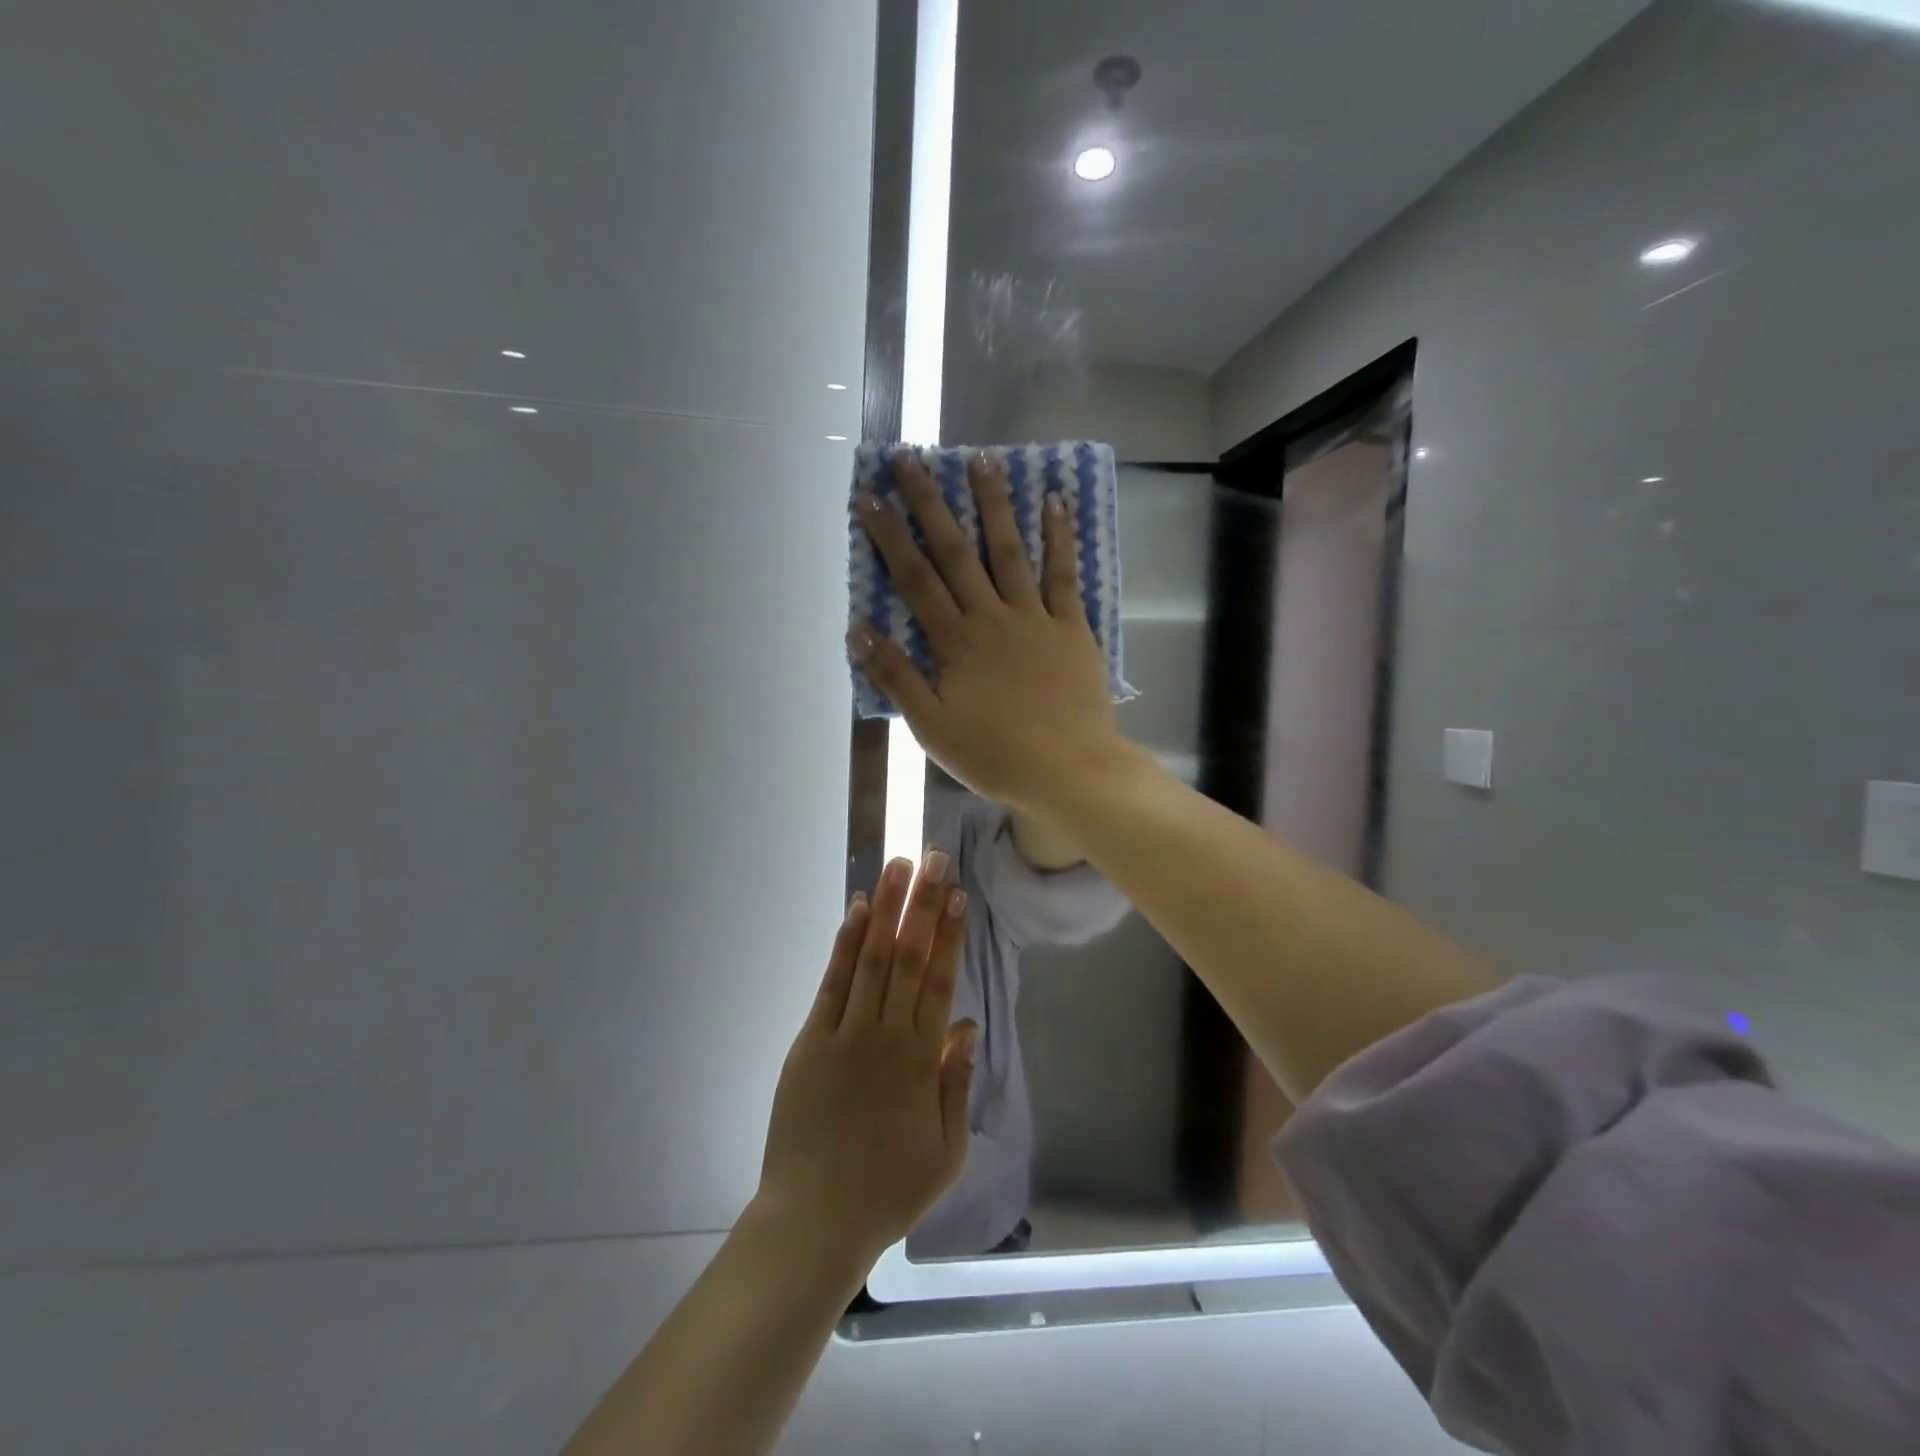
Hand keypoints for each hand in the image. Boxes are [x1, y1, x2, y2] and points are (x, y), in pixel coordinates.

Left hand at [756, 852, 976, 1267]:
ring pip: (871, 958)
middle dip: (922, 904)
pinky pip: (832, 983)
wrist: (814, 1221)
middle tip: (933, 858)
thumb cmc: (888, 1190)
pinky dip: (846, 944)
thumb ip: (957, 1083)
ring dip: (886, 909)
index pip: (939, 981)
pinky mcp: (810, 1040)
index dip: (949, 934)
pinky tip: (857, 911)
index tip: (957, 894)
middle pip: (908, 957)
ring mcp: (844, 1033)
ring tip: (898, 866)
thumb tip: (967, 1025)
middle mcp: (885, 1035)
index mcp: (921, 1060)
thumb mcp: (946, 1151)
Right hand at [851, 452, 1134, 816]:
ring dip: (993, 504)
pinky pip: (1064, 574)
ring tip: (980, 459)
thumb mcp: (933, 727)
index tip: (870, 497)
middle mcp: (992, 617)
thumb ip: (897, 677)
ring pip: (1009, 551)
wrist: (1070, 771)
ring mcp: (1035, 617)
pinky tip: (1055, 501)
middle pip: (956, 553)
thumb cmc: (996, 756)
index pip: (915, 580)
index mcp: (955, 643)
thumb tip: (858, 630)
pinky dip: (1060, 537)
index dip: (890, 536)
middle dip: (930, 504)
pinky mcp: (1071, 626)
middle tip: (911, 459)